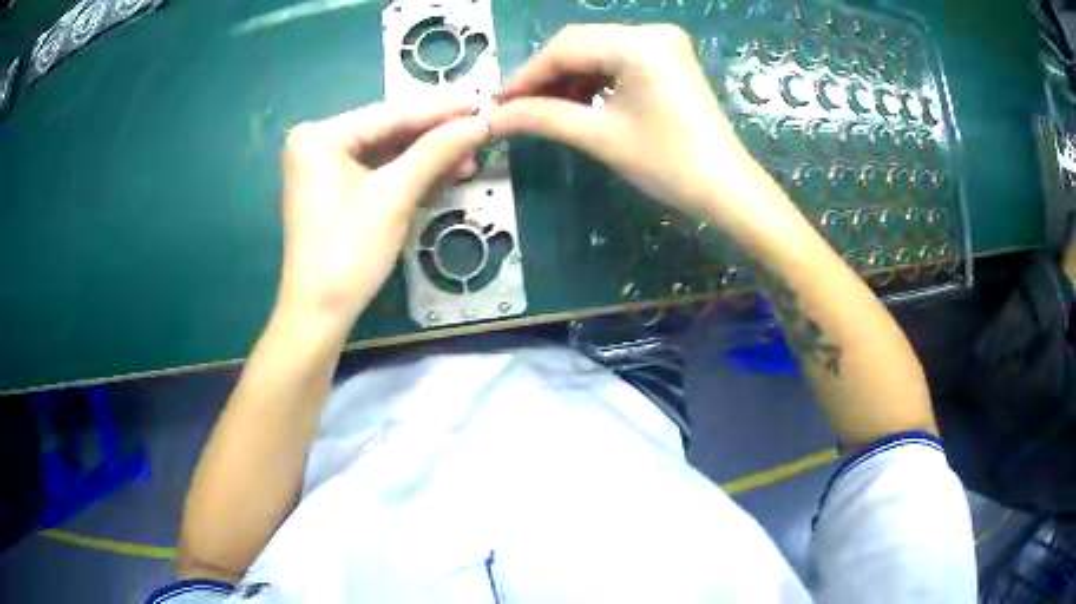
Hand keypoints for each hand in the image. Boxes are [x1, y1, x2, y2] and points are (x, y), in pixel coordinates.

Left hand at [276, 100, 487, 333]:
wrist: (319, 314)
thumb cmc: (348, 252)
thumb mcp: (394, 196)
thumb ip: (436, 151)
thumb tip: (480, 121)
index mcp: (321, 136)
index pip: (390, 114)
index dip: (440, 109)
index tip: (481, 100)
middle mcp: (318, 144)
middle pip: (389, 132)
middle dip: (436, 136)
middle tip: (481, 129)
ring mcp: (325, 168)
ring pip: (387, 153)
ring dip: (428, 157)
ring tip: (471, 156)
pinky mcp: (335, 191)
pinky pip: (379, 173)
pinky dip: (410, 175)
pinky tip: (446, 173)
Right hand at [491, 24, 754, 217]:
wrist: (726, 188)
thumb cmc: (668, 164)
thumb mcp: (600, 137)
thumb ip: (542, 118)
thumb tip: (491, 118)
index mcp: (639, 44)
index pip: (565, 48)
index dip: (527, 76)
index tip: (499, 103)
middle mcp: (651, 31)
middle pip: (579, 44)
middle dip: (546, 76)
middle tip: (517, 108)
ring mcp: (663, 42)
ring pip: (596, 50)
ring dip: (567, 77)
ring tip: (544, 110)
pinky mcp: (668, 57)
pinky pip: (617, 59)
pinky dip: (593, 78)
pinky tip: (577, 101)